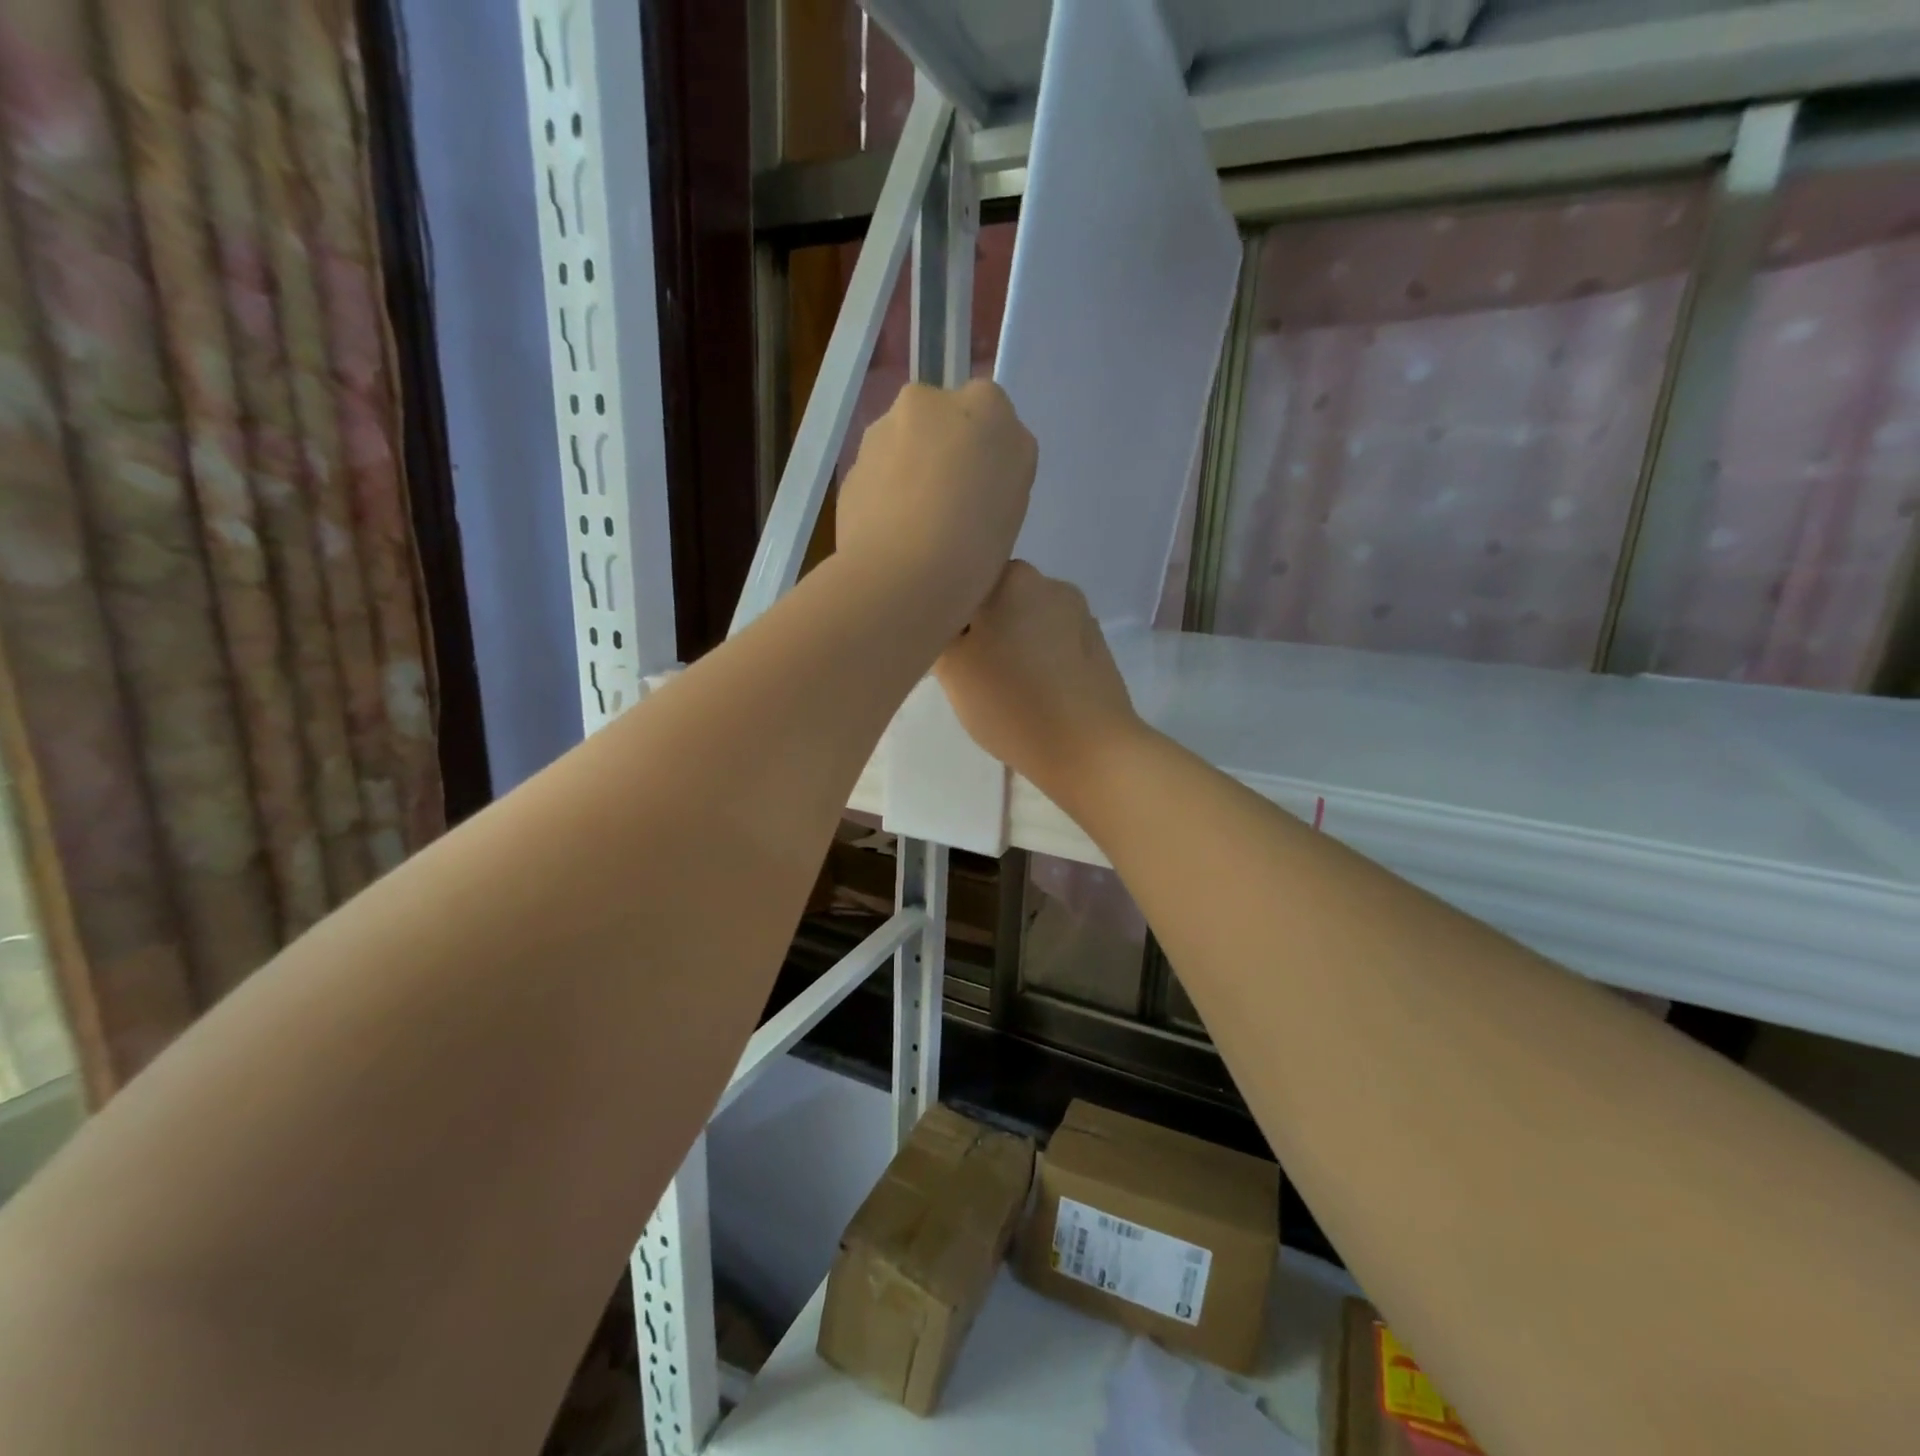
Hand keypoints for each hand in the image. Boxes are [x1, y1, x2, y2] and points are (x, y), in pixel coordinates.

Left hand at [835, 381, 1036, 623]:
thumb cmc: (976, 543)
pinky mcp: (850, 469)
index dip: (986, 452)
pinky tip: (893, 537)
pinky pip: (877, 477)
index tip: (985, 490)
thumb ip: (1002, 464)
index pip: (991, 412)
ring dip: (911, 474)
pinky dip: (885, 497)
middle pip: (940, 421)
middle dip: (943, 452)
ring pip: (903, 447)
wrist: (900, 577)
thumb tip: (977, 464)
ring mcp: (881, 433)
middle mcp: (928, 402)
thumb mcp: (1016, 501)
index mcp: (986, 405)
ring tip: (919, 530)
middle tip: (952, 508)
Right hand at [935, 562, 1143, 799]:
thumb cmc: (1011, 703)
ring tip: (1005, 688)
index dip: (949, 612)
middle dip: (982, 628)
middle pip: (998, 600)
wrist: (1088, 749)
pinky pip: (1053, 643)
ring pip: (1027, 622)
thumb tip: (948, 621)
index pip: (965, 579)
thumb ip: (940, 632)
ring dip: (1012, 645)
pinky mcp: (1097, 647)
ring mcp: (1080, 615)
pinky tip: (1035, 694)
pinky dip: (1039, 660)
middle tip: (970, 673)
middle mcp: (1050, 584)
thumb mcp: (952, 669)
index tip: (946, 649)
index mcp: (1013, 577)